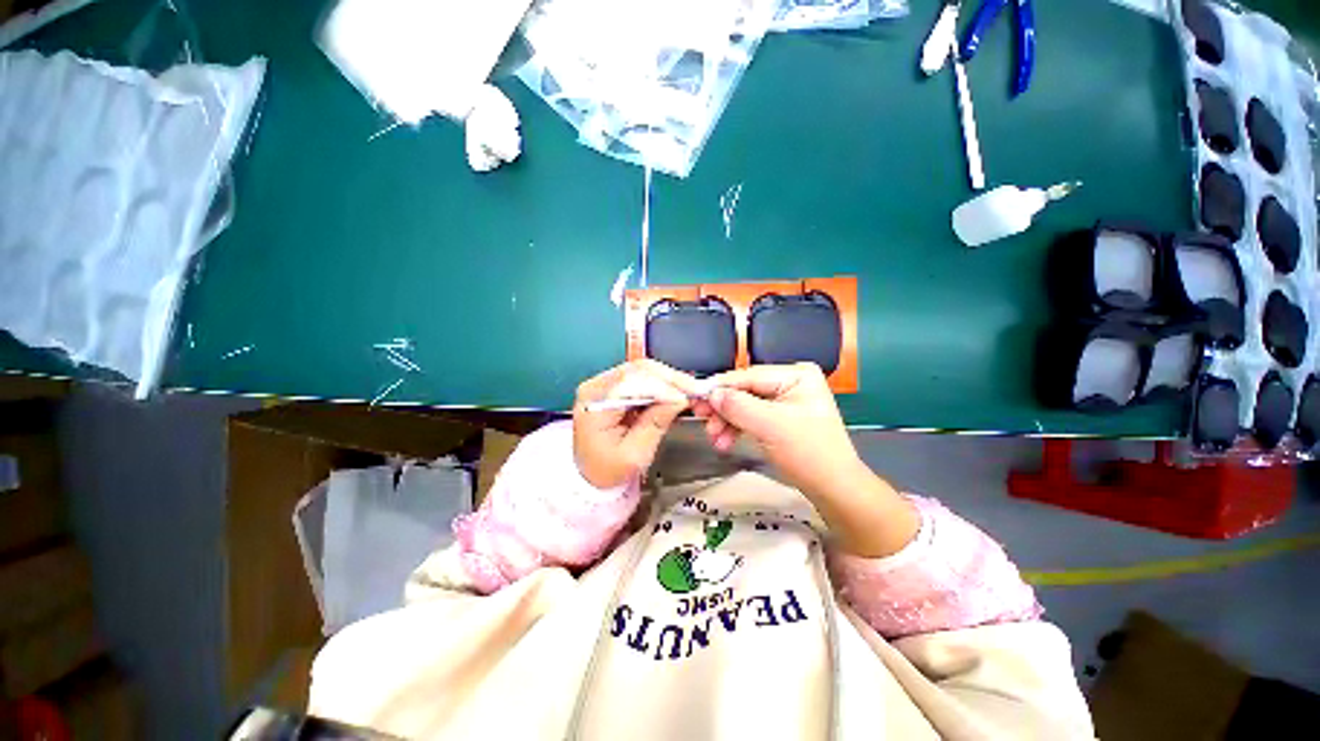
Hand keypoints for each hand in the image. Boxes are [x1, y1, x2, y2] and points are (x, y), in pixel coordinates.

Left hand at [573, 360, 701, 488]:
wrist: (590, 474)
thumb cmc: (608, 469)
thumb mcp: (634, 454)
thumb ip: (655, 424)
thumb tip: (679, 399)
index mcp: (594, 404)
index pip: (630, 383)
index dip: (662, 387)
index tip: (686, 397)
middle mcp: (595, 387)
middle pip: (637, 371)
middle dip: (669, 379)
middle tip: (695, 389)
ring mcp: (603, 383)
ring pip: (641, 369)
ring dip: (668, 378)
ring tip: (689, 389)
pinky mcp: (613, 385)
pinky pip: (641, 376)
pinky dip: (661, 381)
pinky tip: (675, 388)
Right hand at [693, 363, 862, 497]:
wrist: (833, 489)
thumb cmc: (808, 453)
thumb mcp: (770, 426)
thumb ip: (738, 406)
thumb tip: (711, 394)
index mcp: (795, 375)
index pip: (749, 376)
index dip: (720, 386)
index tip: (695, 396)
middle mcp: (789, 382)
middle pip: (744, 390)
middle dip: (723, 408)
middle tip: (701, 420)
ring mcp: (784, 401)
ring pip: (743, 405)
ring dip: (726, 421)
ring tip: (714, 439)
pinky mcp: (778, 418)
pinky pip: (750, 417)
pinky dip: (735, 428)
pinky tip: (725, 441)